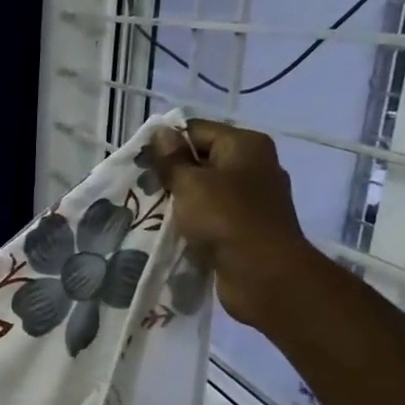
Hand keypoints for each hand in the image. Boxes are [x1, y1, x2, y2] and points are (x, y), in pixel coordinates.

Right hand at [145, 119, 324, 330]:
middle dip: (172, 173)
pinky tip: (174, 229)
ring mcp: (253, 198)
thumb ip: (172, 159)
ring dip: (181, 199)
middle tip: (143, 188)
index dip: (167, 144)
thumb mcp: (190, 184)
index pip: (197, 130)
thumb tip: (162, 132)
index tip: (141, 164)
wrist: (263, 274)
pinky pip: (214, 214)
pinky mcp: (248, 226)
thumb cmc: (225, 219)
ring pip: (206, 189)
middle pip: (203, 158)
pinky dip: (195, 219)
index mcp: (246, 145)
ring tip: (153, 210)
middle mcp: (254, 165)